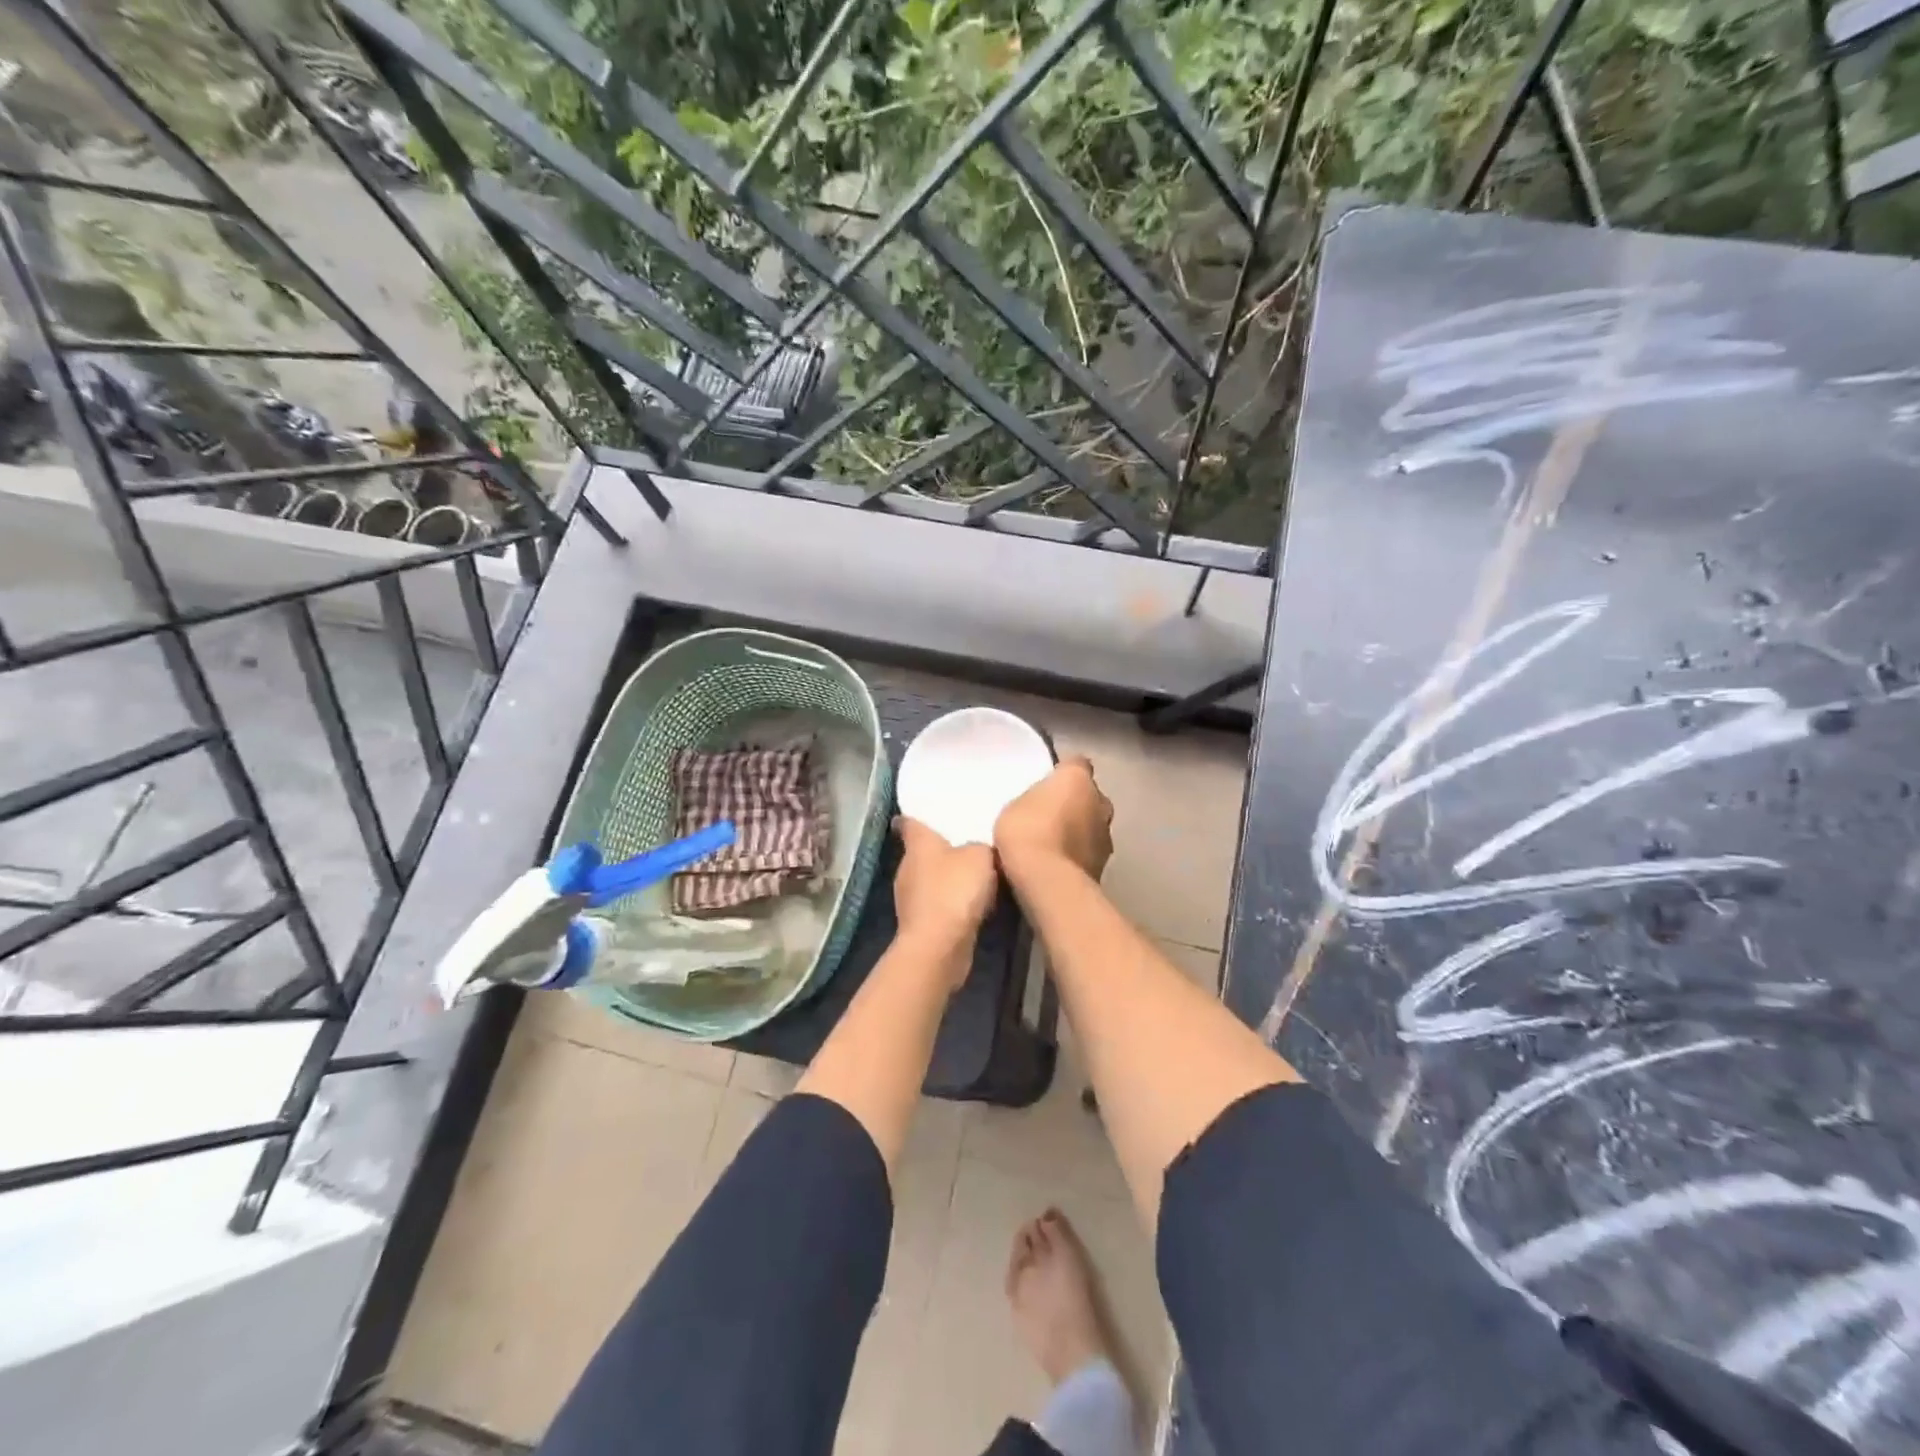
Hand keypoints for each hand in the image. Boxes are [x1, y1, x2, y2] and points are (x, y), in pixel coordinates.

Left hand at [892, 817, 997, 972]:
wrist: (939, 946)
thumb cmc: (955, 890)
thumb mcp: (981, 855)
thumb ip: (982, 844)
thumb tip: (981, 845)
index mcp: (918, 843)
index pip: (910, 821)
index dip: (919, 815)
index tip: (932, 811)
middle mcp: (907, 866)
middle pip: (922, 850)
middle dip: (942, 846)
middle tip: (970, 840)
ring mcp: (910, 897)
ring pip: (931, 877)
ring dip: (948, 876)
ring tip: (977, 871)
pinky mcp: (919, 922)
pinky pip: (938, 902)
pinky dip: (952, 901)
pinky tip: (974, 902)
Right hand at [994, 756, 1113, 880]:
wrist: (1048, 881)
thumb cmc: (1026, 831)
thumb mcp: (1014, 806)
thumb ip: (1033, 800)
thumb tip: (1040, 806)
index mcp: (1078, 779)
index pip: (1076, 764)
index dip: (1063, 773)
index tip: (1048, 783)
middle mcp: (1101, 802)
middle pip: (1089, 797)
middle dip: (1075, 805)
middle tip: (1048, 816)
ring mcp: (1106, 836)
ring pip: (1092, 826)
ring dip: (1078, 832)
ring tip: (1052, 846)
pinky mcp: (1104, 866)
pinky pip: (1088, 853)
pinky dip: (1077, 857)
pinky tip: (1057, 867)